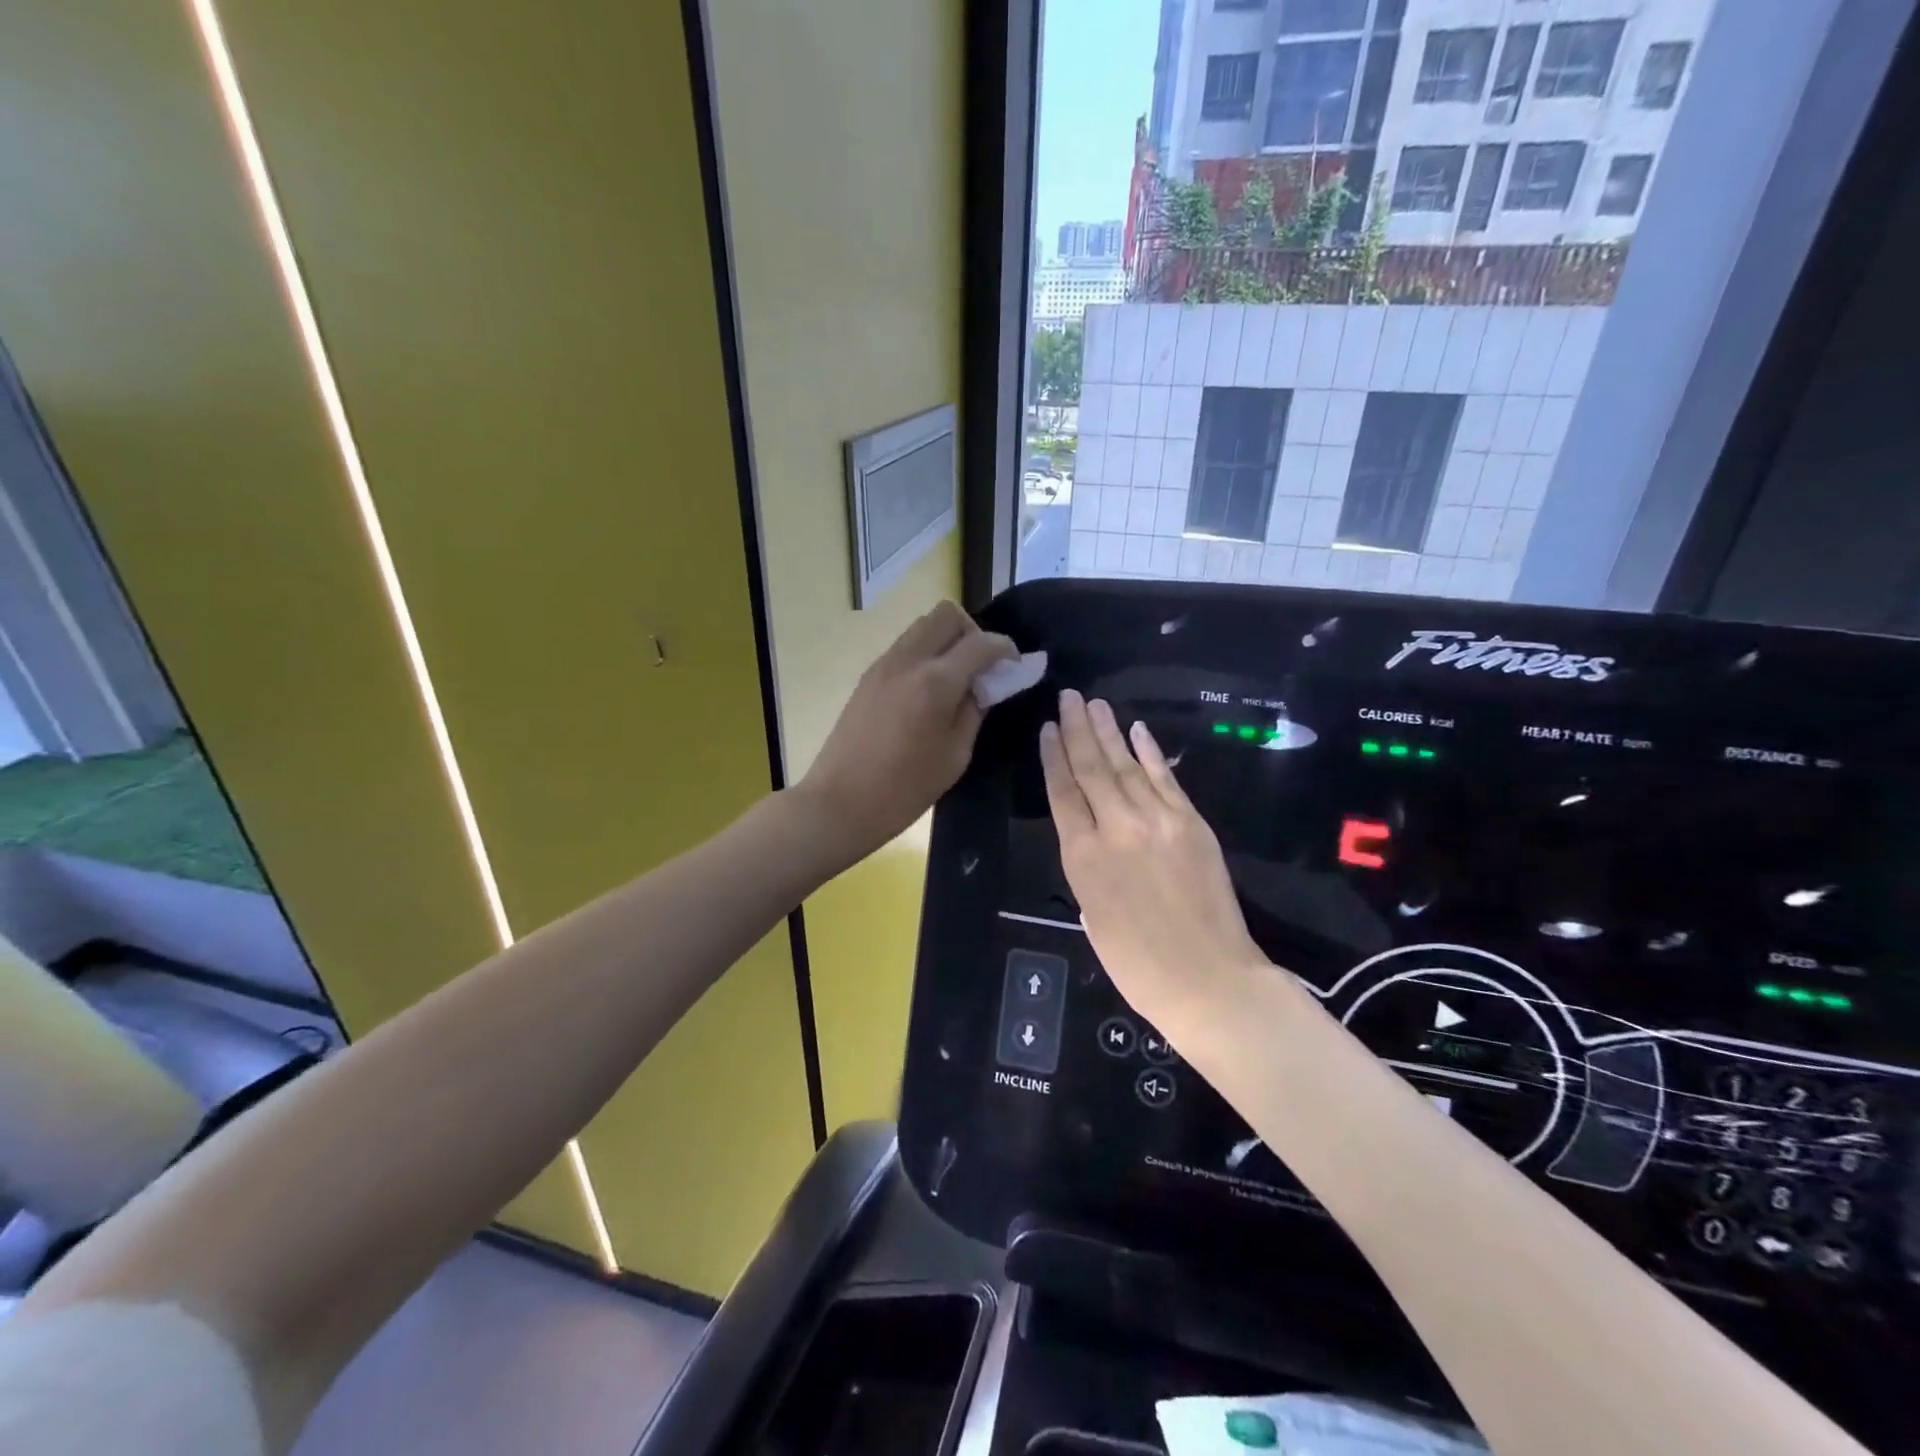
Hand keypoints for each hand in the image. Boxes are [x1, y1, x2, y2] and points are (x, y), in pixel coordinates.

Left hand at [798, 601, 1015, 866]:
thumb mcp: (955, 755)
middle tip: (982, 667)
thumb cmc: (905, 789)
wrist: (840, 802)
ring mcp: (883, 664)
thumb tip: (986, 684)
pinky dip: (926, 652)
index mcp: (936, 682)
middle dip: (973, 632)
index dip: (1005, 649)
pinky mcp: (868, 676)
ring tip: (956, 677)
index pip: (981, 643)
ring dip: (947, 639)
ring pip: (923, 625)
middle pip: (947, 614)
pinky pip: (905, 645)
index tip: (1015, 665)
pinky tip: (930, 688)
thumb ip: (975, 710)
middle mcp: (909, 660)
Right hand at [1040, 690, 1265, 1030]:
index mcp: (1082, 858)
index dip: (1053, 757)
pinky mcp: (1192, 823)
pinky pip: (1165, 779)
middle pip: (1091, 768)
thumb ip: (1086, 869)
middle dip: (1077, 729)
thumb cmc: (1138, 965)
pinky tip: (1138, 731)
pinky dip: (1150, 753)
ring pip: (1126, 766)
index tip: (1047, 728)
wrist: (1209, 981)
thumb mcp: (1093, 917)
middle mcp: (1116, 829)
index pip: (1062, 793)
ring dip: (1109, 732)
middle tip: (1069, 697)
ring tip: (1094, 704)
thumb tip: (1090, 838)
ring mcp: (1158, 821)